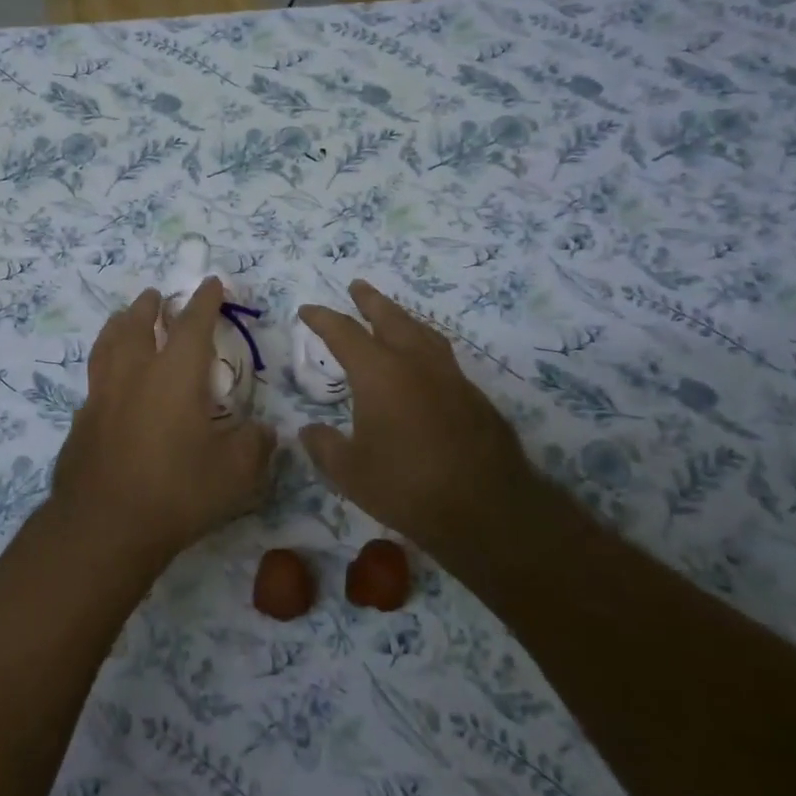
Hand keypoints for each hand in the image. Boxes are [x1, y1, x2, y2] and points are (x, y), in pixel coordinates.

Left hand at [50, 278, 276, 568]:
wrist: (104, 526)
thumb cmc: (177, 492)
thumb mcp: (235, 474)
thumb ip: (255, 445)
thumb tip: (265, 431)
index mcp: (175, 375)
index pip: (193, 324)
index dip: (205, 300)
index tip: (210, 283)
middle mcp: (135, 373)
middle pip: (138, 324)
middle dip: (149, 305)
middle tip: (155, 295)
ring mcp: (102, 395)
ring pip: (107, 344)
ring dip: (119, 324)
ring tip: (123, 317)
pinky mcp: (81, 420)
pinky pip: (94, 379)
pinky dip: (104, 367)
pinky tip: (108, 380)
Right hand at [298, 281, 532, 549]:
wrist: (488, 509)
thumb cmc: (407, 486)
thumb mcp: (349, 472)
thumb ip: (324, 446)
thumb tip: (308, 430)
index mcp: (379, 373)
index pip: (344, 333)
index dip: (322, 319)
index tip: (307, 310)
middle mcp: (415, 363)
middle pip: (390, 318)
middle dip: (370, 300)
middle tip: (357, 286)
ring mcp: (451, 377)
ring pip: (423, 333)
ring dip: (403, 318)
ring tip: (393, 316)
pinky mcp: (475, 397)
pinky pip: (443, 358)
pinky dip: (425, 348)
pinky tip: (423, 366)